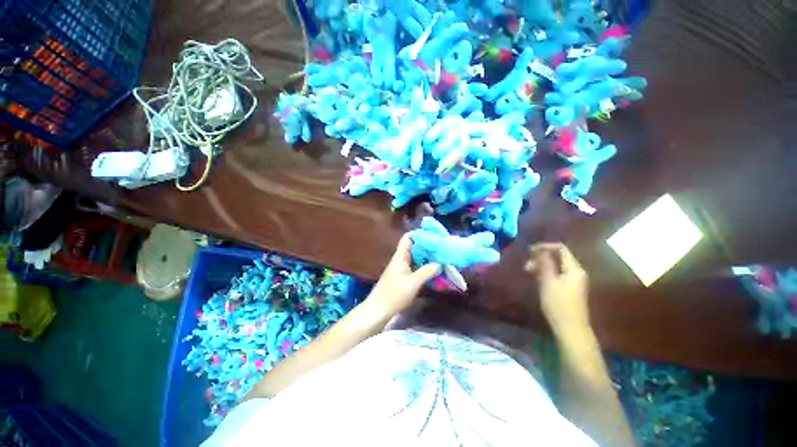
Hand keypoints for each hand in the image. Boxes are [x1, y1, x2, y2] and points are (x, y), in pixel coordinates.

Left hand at [367, 234, 440, 314]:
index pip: (408, 238)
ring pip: (415, 258)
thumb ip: (427, 271)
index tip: (433, 235)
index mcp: (400, 256)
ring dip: (426, 257)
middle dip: (427, 246)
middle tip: (441, 247)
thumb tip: (440, 263)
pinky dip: (423, 267)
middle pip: (414, 247)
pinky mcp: (402, 278)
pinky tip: (433, 270)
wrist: (378, 311)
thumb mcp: (413, 282)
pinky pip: (415, 268)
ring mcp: (401, 269)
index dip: (420, 234)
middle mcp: (400, 260)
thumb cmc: (394, 294)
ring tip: (440, 257)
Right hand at [525, 243, 590, 335]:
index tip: (530, 251)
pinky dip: (546, 272)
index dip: (545, 247)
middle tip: (526, 264)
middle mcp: (576, 272)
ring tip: (527, 270)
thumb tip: (541, 251)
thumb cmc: (558, 304)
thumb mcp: (548, 282)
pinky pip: (556, 274)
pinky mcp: (569, 288)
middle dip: (541, 257)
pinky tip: (535, 277)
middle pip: (558, 256)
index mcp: (574, 269)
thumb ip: (545, 264)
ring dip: (541, 265)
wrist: (570, 328)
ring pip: (556, 266)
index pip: (561, 249)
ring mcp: (573, 280)